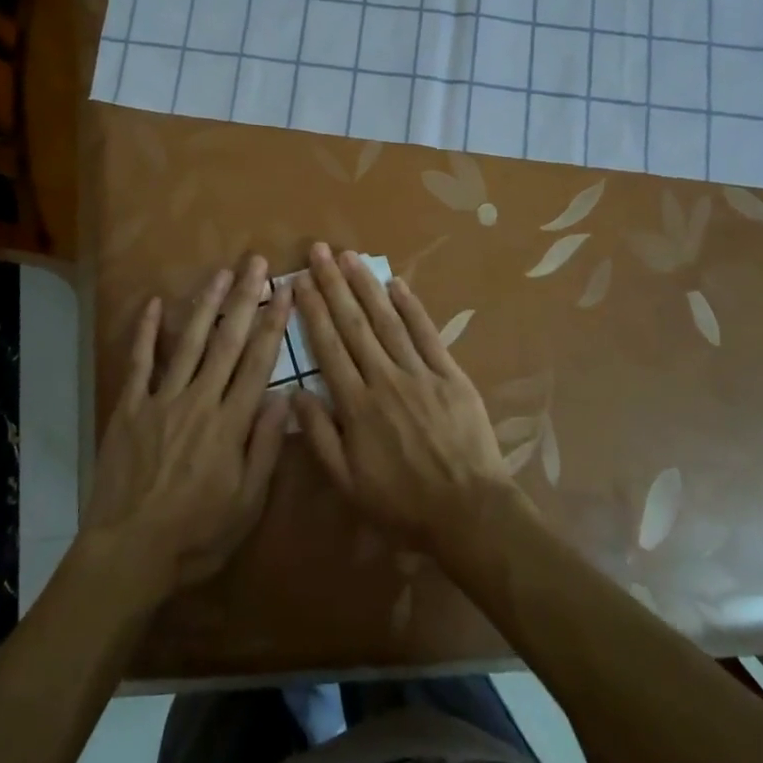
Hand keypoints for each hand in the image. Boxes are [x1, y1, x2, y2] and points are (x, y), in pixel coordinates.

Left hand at [83, 256, 293, 595]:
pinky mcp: (130, 408)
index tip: (286, 293)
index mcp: (231, 424)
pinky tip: (152, 304)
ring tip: (220, 273)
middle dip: (244, 299)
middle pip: (227, 342)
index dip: (275, 324)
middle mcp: (199, 401)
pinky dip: (146, 332)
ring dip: (205, 305)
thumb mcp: (247, 504)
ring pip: (188, 343)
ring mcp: (161, 400)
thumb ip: (265, 448)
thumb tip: (283, 398)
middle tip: (256, 263)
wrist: (130, 552)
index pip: (258, 363)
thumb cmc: (197, 536)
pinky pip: (139, 362)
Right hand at [290, 243, 515, 548]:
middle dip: (334, 285)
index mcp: (357, 405)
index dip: (313, 311)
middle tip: (319, 252)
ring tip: (350, 257)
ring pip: (387, 321)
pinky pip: (427, 334)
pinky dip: (412, 307)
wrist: (468, 511)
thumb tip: (295, 393)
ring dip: (366, 286)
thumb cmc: (402, 502)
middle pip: (354, 324)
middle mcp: (384, 379)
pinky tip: (397, 284)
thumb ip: (320, 436)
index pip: (328, 347)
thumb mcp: (348, 482)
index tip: (300, 281)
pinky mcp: (450, 374)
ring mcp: (420, 373)